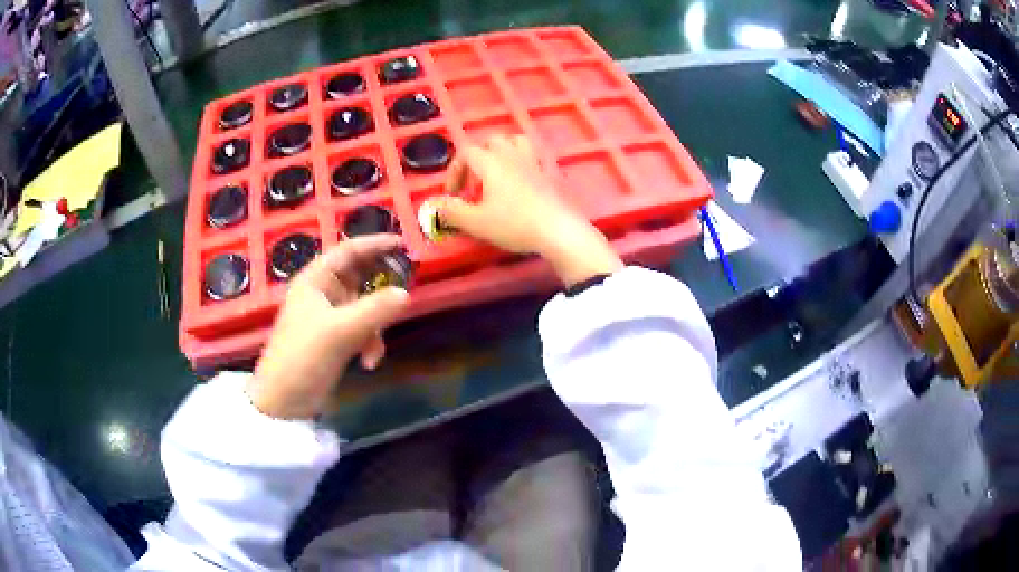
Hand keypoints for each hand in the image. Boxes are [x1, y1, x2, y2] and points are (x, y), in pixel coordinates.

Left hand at [248, 235, 409, 419]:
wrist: (284, 401)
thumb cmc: (304, 357)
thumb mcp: (340, 331)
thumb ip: (374, 310)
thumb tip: (406, 294)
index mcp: (315, 281)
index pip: (348, 251)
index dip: (374, 244)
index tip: (402, 243)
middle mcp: (322, 294)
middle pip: (359, 278)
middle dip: (380, 289)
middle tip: (404, 290)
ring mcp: (329, 317)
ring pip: (364, 307)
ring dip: (375, 325)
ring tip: (375, 347)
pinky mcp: (335, 340)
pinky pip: (361, 330)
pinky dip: (369, 342)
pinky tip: (368, 362)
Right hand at [436, 135, 621, 285]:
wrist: (558, 231)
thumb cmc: (514, 224)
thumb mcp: (476, 222)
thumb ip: (452, 212)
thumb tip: (433, 206)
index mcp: (491, 163)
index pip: (466, 153)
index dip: (454, 170)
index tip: (453, 194)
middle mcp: (512, 156)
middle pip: (491, 141)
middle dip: (477, 157)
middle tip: (474, 183)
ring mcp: (533, 163)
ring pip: (515, 141)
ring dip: (502, 152)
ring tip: (496, 173)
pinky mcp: (548, 174)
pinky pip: (532, 157)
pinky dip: (521, 163)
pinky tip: (519, 184)